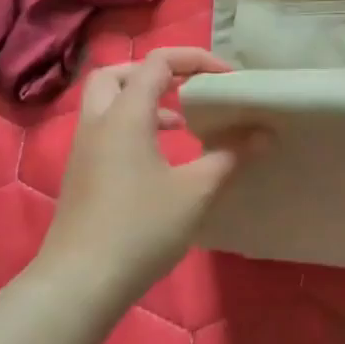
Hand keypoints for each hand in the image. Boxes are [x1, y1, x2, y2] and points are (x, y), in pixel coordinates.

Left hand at [42, 48, 259, 290]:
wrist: (80, 283)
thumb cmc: (141, 229)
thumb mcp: (196, 191)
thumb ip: (231, 155)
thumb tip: (264, 132)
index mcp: (125, 115)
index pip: (157, 62)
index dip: (195, 60)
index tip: (227, 79)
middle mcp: (98, 123)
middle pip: (116, 74)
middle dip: (153, 73)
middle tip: (187, 87)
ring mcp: (84, 150)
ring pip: (107, 103)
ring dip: (143, 102)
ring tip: (182, 123)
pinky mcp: (81, 175)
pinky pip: (105, 131)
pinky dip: (132, 128)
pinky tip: (160, 159)